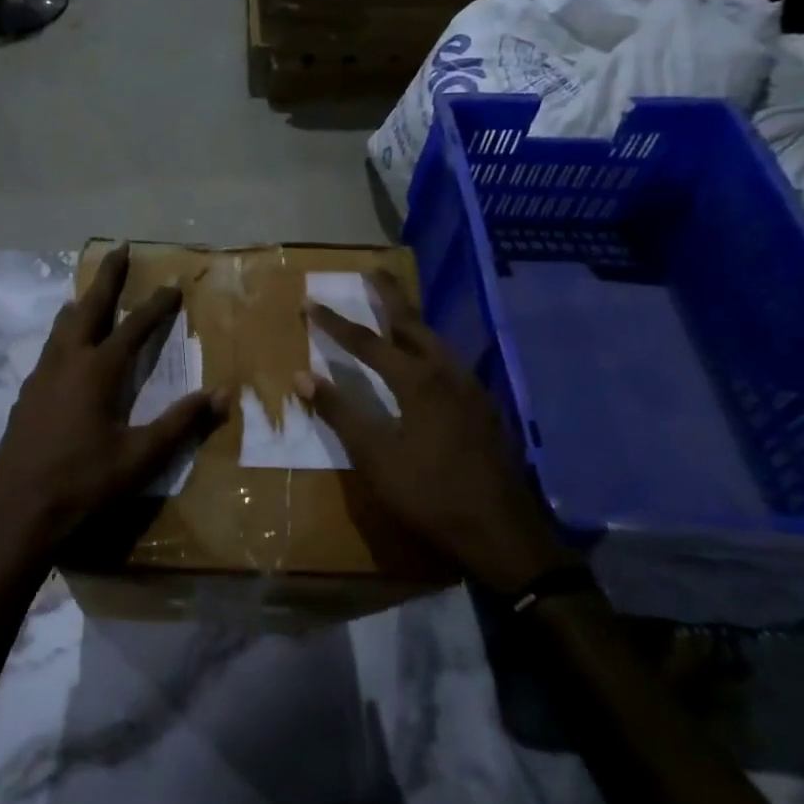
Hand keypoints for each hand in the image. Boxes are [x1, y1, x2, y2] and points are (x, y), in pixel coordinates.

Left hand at [0, 244, 225, 570]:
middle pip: (88, 309)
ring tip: (89, 294)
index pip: (133, 328)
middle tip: (118, 249)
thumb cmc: (85, 484)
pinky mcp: (25, 395)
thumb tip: (224, 393)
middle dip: (107, 278)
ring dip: (80, 305)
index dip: (155, 306)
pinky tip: (64, 350)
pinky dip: (62, 334)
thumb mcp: (141, 457)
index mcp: (97, 371)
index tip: (172, 284)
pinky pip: (48, 350)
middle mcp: (66, 362)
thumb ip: (182, 422)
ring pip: (61, 327)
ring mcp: (40, 377)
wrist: (18, 512)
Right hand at [295, 272, 573, 597]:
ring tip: (396, 310)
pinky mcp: (486, 408)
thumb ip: (339, 412)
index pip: (367, 342)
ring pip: (438, 342)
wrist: (500, 531)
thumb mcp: (374, 457)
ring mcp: (473, 389)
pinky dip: (431, 348)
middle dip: (390, 297)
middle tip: (373, 272)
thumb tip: (302, 375)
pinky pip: (453, 363)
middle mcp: (448, 373)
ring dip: (413, 322)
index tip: (309, 303)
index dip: (334, 323)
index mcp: (417, 382)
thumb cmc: (428, 494)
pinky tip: (428, 361)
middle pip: (413, 324)